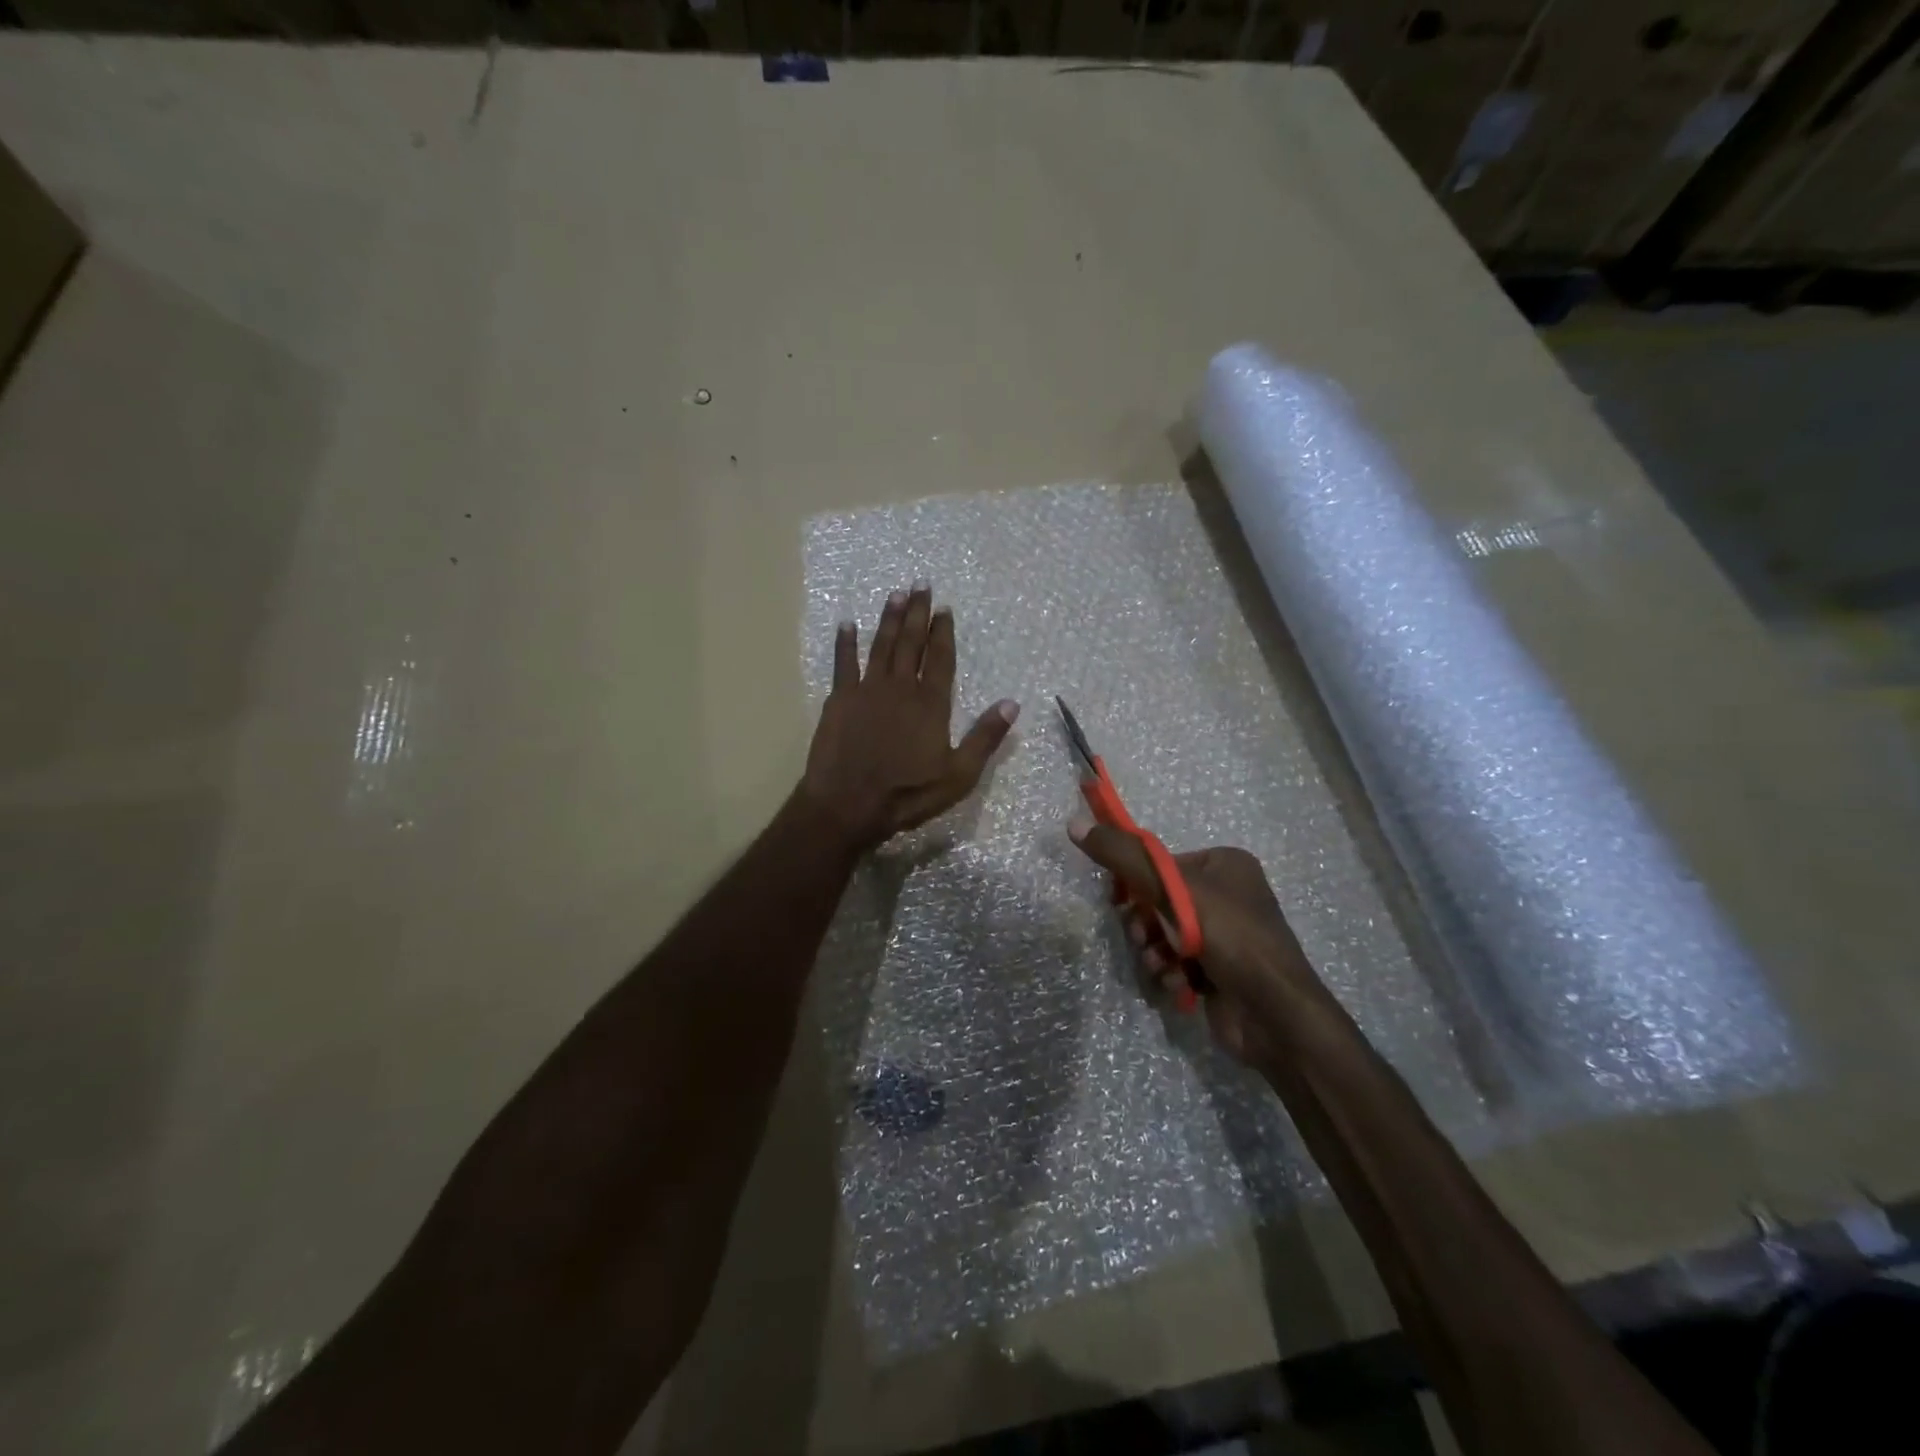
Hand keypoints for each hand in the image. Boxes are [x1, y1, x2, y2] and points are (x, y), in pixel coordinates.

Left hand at [802, 583, 1019, 851]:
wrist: (848, 804)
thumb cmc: (907, 794)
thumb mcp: (959, 775)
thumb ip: (985, 737)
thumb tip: (1012, 704)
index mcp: (930, 703)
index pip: (940, 658)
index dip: (943, 631)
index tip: (945, 608)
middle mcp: (900, 687)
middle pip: (911, 643)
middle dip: (918, 613)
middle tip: (921, 585)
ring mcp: (867, 690)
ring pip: (881, 645)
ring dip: (889, 619)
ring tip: (895, 595)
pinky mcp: (839, 700)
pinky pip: (843, 663)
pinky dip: (845, 643)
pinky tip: (847, 624)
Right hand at [1069, 822, 1319, 1064]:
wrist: (1274, 1014)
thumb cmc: (1228, 936)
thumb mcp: (1171, 887)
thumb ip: (1122, 856)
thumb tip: (1073, 824)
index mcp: (1225, 863)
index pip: (1161, 863)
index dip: (1134, 881)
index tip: (1117, 901)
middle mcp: (1228, 894)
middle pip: (1160, 900)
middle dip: (1145, 923)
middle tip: (1143, 937)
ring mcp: (1226, 935)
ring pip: (1165, 934)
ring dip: (1155, 951)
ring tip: (1162, 965)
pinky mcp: (1221, 970)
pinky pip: (1179, 961)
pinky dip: (1172, 972)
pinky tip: (1179, 984)